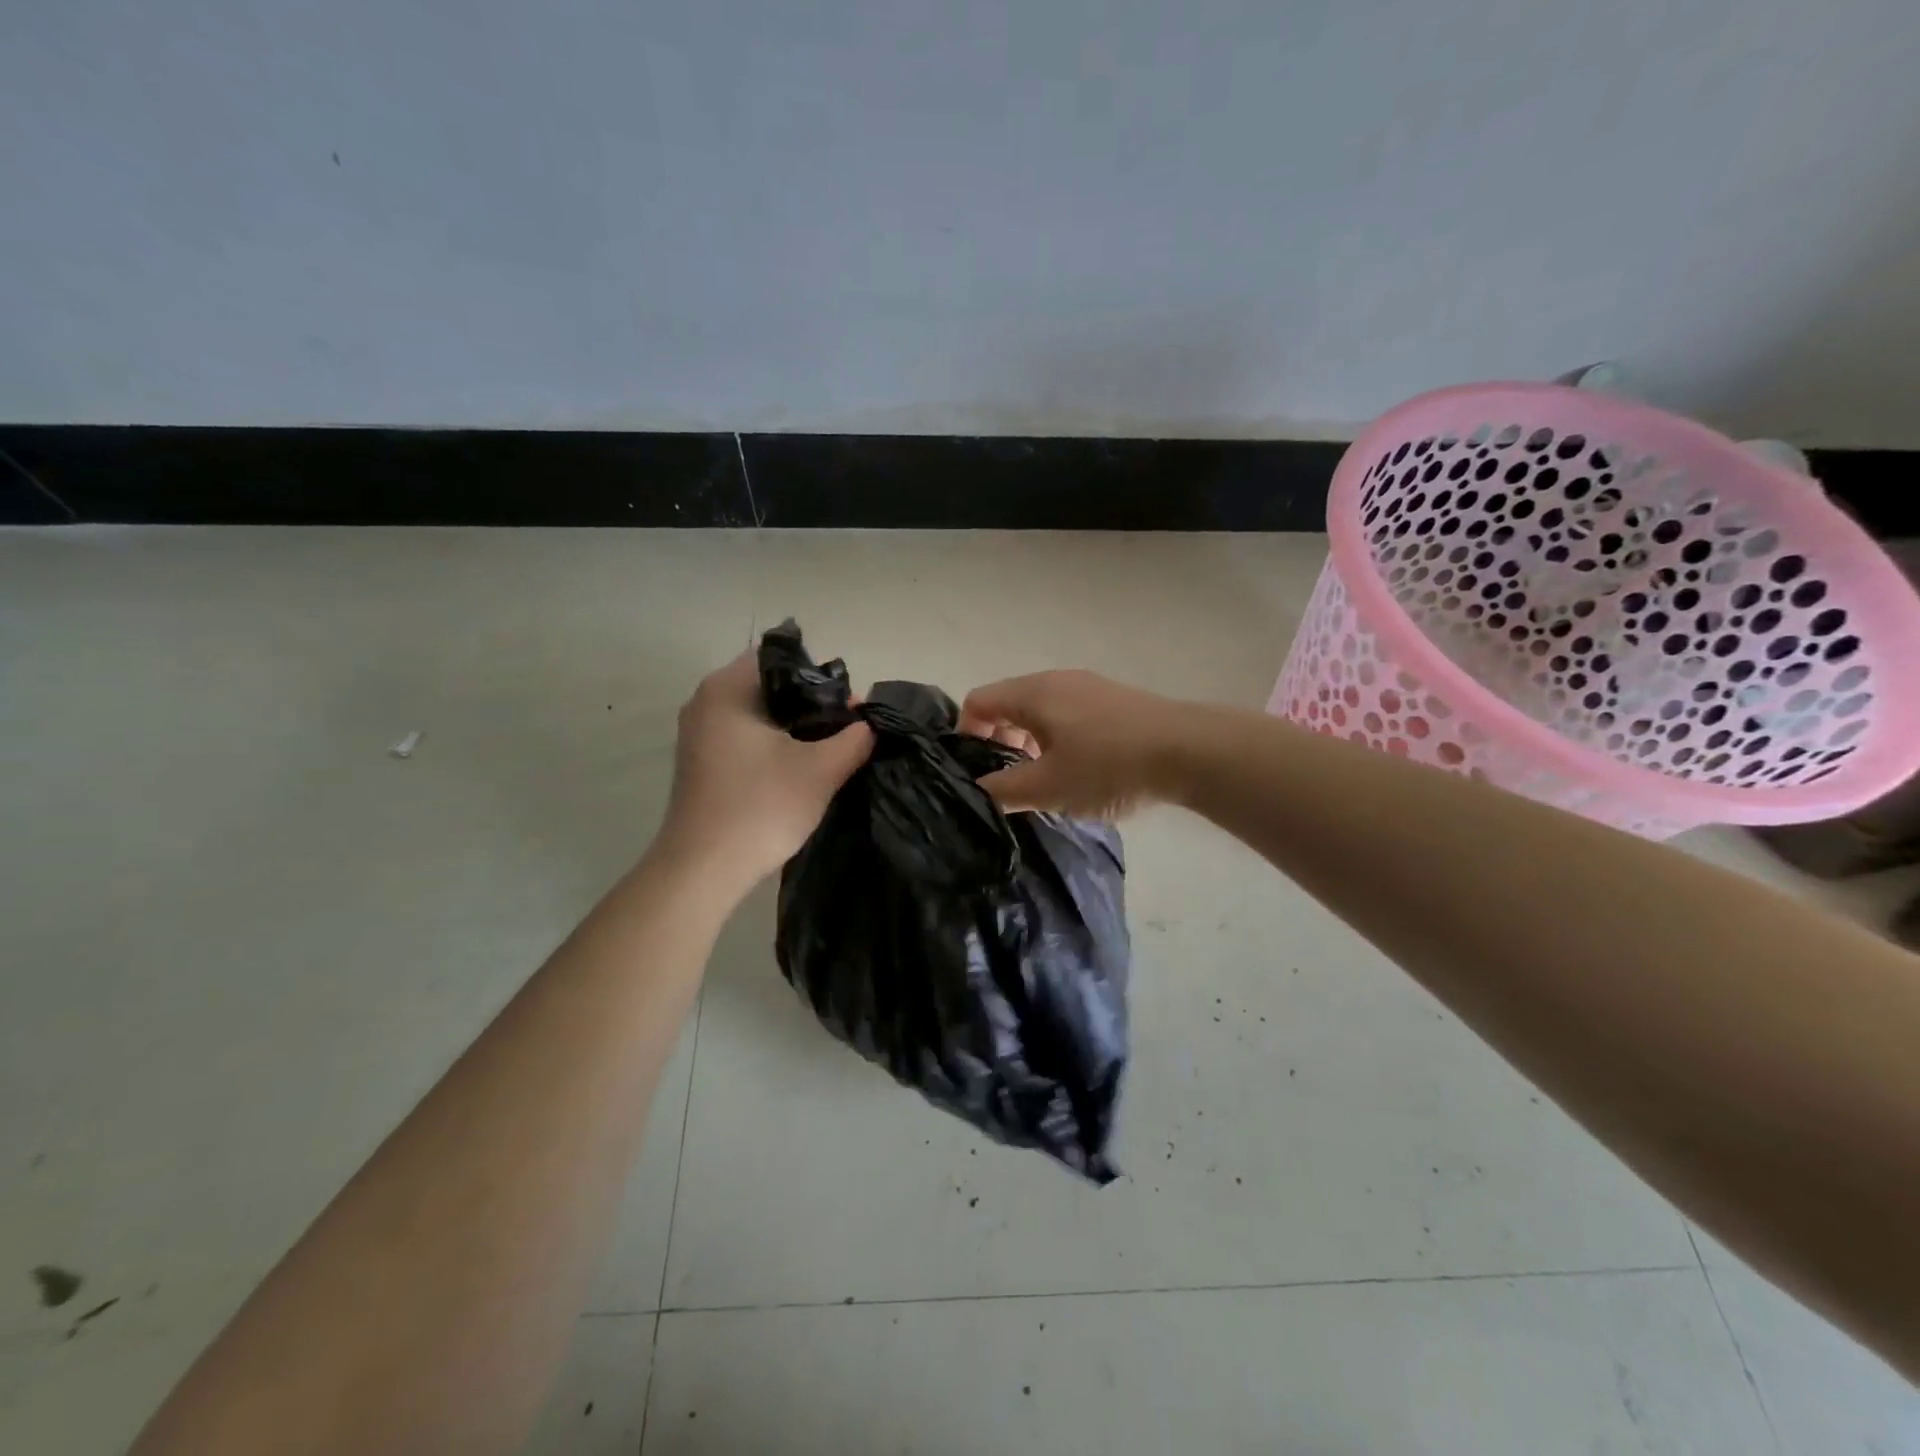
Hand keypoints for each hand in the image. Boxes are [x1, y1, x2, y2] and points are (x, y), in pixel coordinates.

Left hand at [657, 650, 873, 888]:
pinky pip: (747, 737)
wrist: (703, 871)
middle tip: (847, 728)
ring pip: (760, 713)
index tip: (849, 705)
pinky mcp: (703, 762)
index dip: (822, 676)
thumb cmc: (760, 808)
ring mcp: (700, 734)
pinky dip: (775, 744)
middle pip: (771, 685)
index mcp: (726, 689)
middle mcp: (705, 702)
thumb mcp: (820, 771)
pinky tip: (800, 768)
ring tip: (831, 749)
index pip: (782, 658)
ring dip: (796, 726)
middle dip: (813, 702)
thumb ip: (853, 739)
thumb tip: (869, 723)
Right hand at [959, 669, 1183, 818]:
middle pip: (1009, 703)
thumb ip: (1003, 790)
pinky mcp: (1115, 701)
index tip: (978, 771)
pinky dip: (1060, 739)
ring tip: (1047, 780)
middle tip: (1012, 780)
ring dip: (1031, 743)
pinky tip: (1082, 770)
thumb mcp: (1047, 787)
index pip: (978, 701)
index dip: (966, 735)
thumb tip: (976, 789)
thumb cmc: (1108, 766)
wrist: (1190, 751)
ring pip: (1041, 711)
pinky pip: (1070, 715)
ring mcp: (1090, 687)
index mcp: (1033, 693)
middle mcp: (1057, 680)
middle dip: (1000, 741)